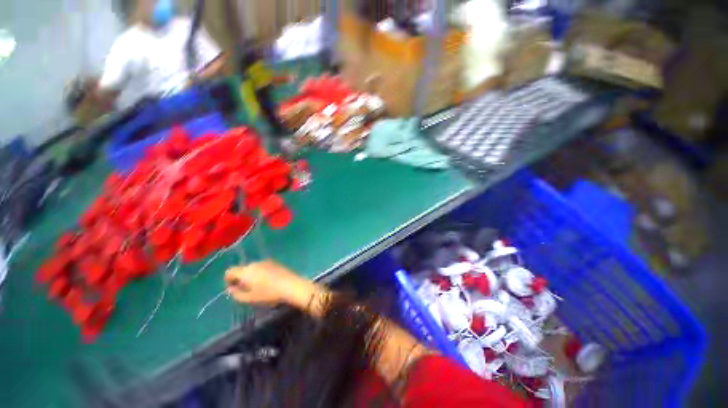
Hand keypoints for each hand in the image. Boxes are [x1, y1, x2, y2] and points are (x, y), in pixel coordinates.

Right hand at [224, 260, 318, 308]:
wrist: (291, 285)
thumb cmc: (269, 294)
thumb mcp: (250, 298)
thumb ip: (237, 294)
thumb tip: (231, 289)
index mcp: (247, 271)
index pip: (230, 271)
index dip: (228, 279)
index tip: (233, 289)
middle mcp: (255, 263)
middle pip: (242, 269)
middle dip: (241, 278)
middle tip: (246, 289)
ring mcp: (266, 261)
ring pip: (253, 267)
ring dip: (251, 275)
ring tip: (258, 286)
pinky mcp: (275, 262)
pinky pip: (263, 266)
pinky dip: (261, 272)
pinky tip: (267, 281)